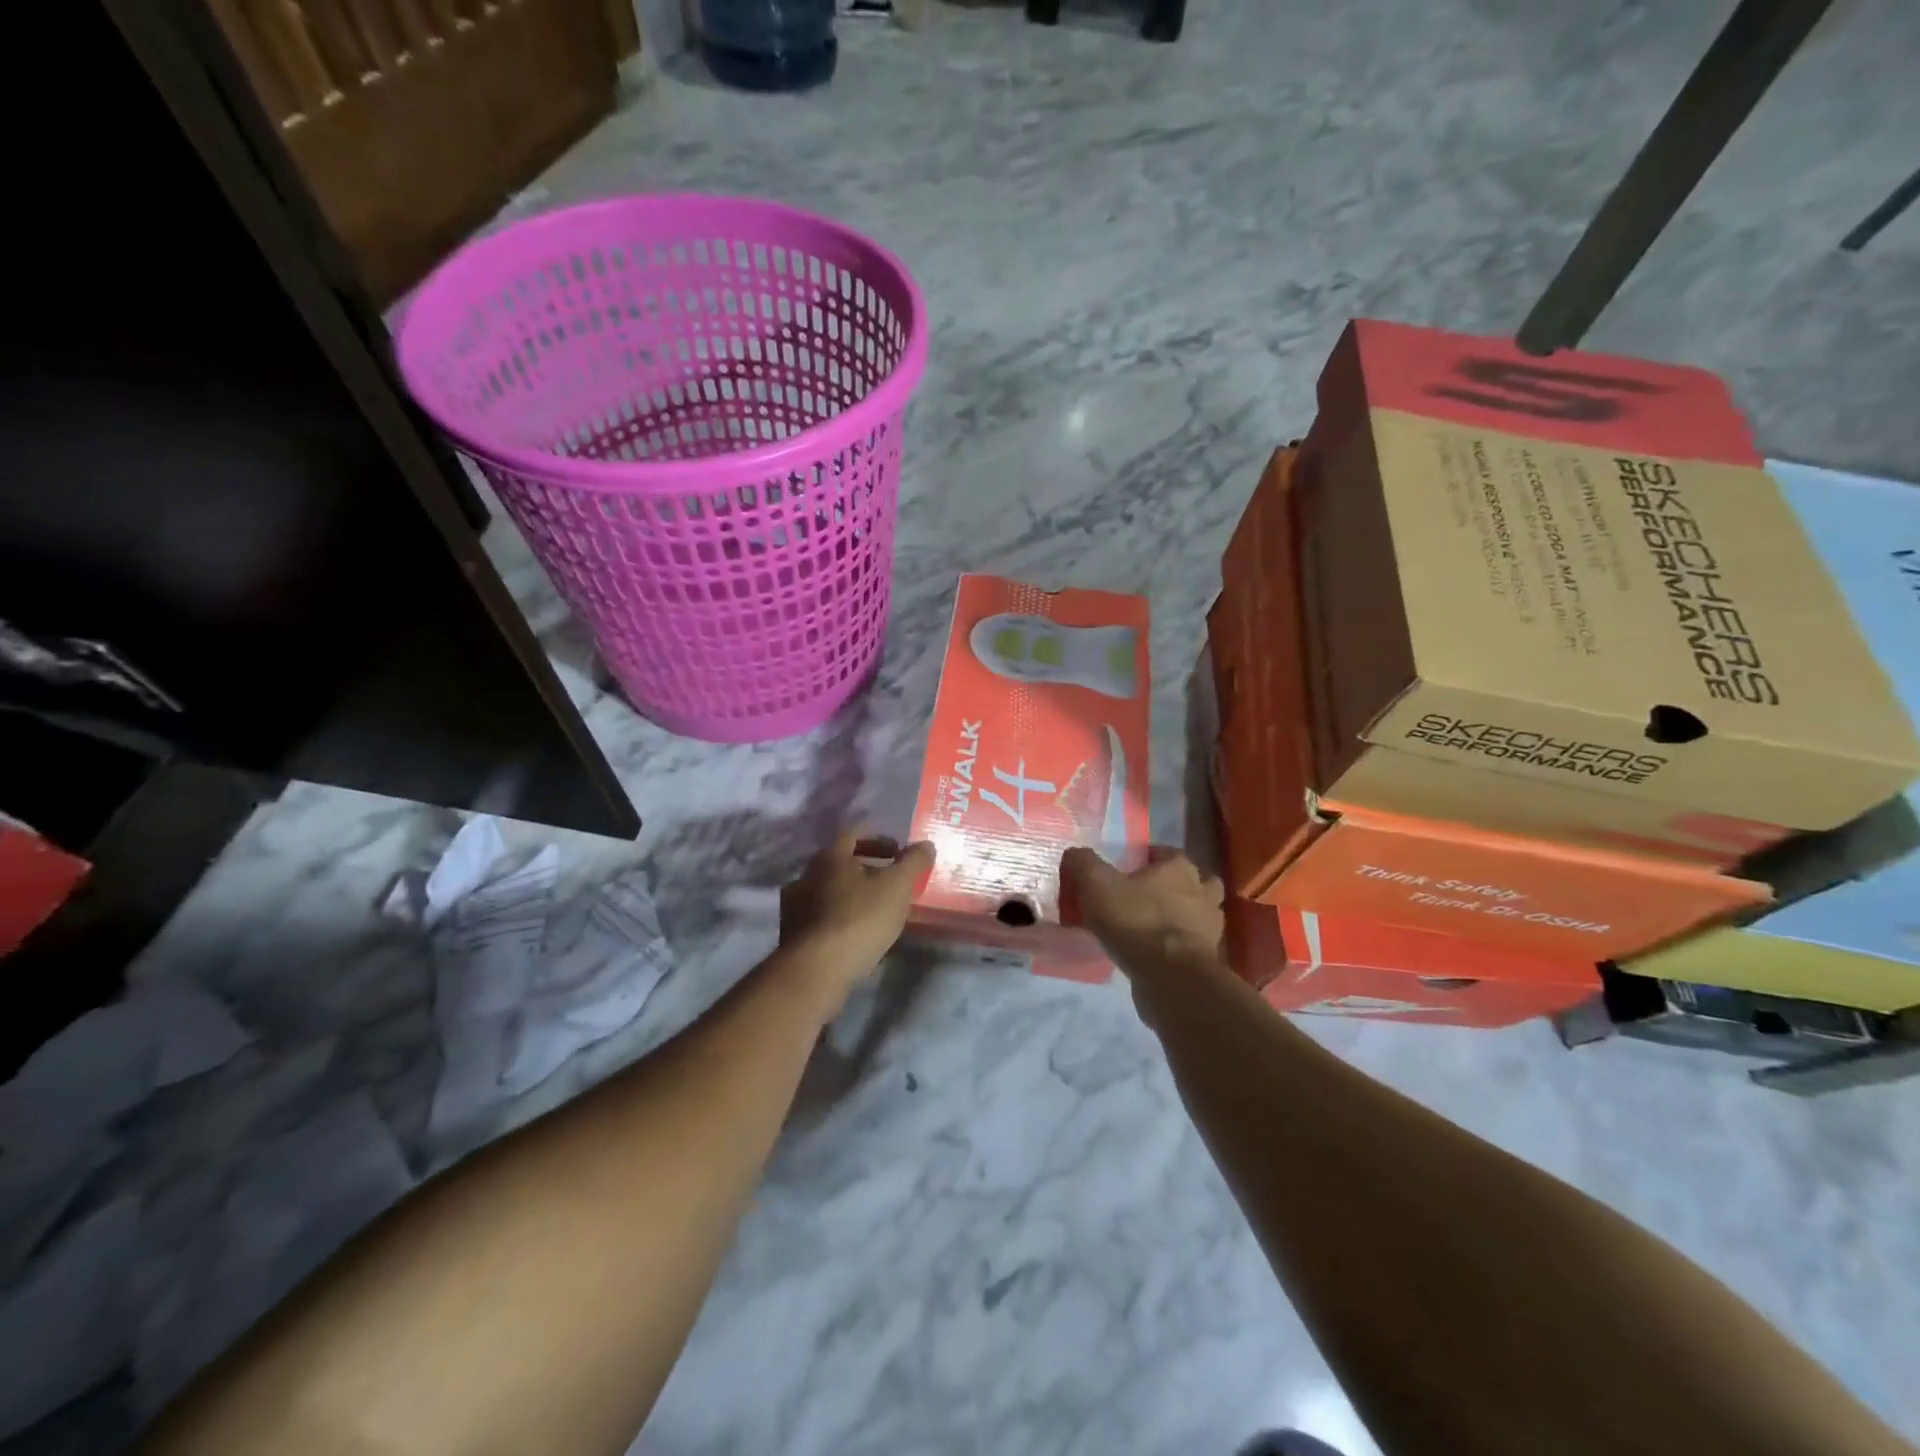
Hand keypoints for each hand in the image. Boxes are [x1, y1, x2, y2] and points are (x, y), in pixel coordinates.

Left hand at [779, 831, 934, 1008]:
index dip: (878, 838)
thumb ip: (913, 863)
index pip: (853, 833)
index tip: (898, 851)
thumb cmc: (859, 919)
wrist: (815, 970)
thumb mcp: (897, 887)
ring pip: (828, 890)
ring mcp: (795, 906)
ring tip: (875, 909)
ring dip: (851, 893)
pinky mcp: (792, 934)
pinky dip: (839, 916)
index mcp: (829, 857)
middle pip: (839, 862)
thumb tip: (925, 845)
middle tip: (890, 879)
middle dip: (866, 867)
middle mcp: (806, 875)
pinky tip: (856, 933)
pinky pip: (821, 916)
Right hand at [1060, 846, 1224, 977]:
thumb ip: (1084, 864)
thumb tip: (1075, 853)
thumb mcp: (1096, 885)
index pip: (1166, 852)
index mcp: (1179, 867)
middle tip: (1145, 896)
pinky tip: (1156, 953)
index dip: (1148, 858)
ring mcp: (1210, 926)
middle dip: (1173, 886)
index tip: (1128, 870)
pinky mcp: (1208, 958)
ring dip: (1180, 917)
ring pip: (1197, 913)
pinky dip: (1178, 945)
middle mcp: (1202, 891)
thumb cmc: (1136, 921)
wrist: (1171, 977)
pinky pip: (1192, 944)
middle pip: (1192, 881)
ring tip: (1151, 927)